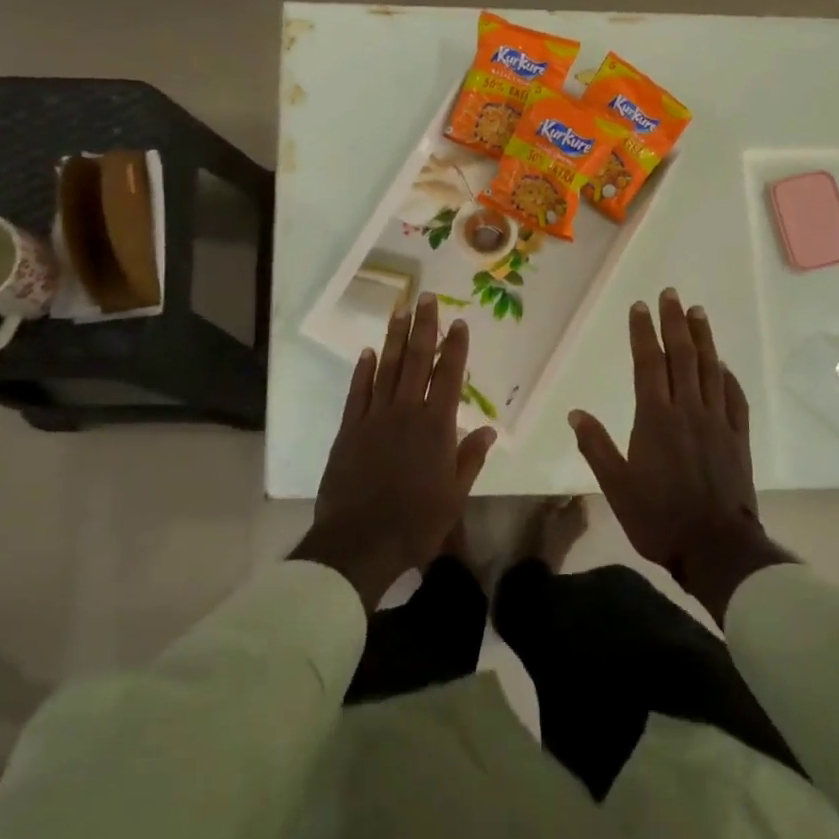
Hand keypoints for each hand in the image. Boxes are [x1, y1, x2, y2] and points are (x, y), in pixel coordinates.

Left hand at [293, 295, 498, 610]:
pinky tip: (368, 352)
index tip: (459, 322)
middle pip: (416, 361)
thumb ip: (470, 458)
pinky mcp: (349, 429)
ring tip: (399, 311)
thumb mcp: (455, 496)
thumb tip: (489, 429)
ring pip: (386, 369)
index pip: (449, 377)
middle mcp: (406, 413)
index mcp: (436, 427)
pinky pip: (357, 392)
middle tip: (426, 298)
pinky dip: (363, 370)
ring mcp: (374, 418)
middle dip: (423, 327)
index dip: (455, 348)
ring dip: (393, 338)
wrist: (361, 540)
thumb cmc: (416, 522)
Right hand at [569, 288, 793, 622]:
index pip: (648, 364)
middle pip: (682, 357)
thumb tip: (576, 414)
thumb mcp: (616, 486)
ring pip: (711, 370)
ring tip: (698, 313)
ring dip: (704, 339)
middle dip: (675, 323)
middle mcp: (688, 411)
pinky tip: (723, 365)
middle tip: (671, 295)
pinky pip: (734, 399)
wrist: (716, 547)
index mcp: (655, 418)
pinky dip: (728, 377)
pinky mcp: (738, 439)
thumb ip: (596, 447)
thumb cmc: (659, 517)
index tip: (640, 308)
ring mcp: (718, 423)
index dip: (644, 333)